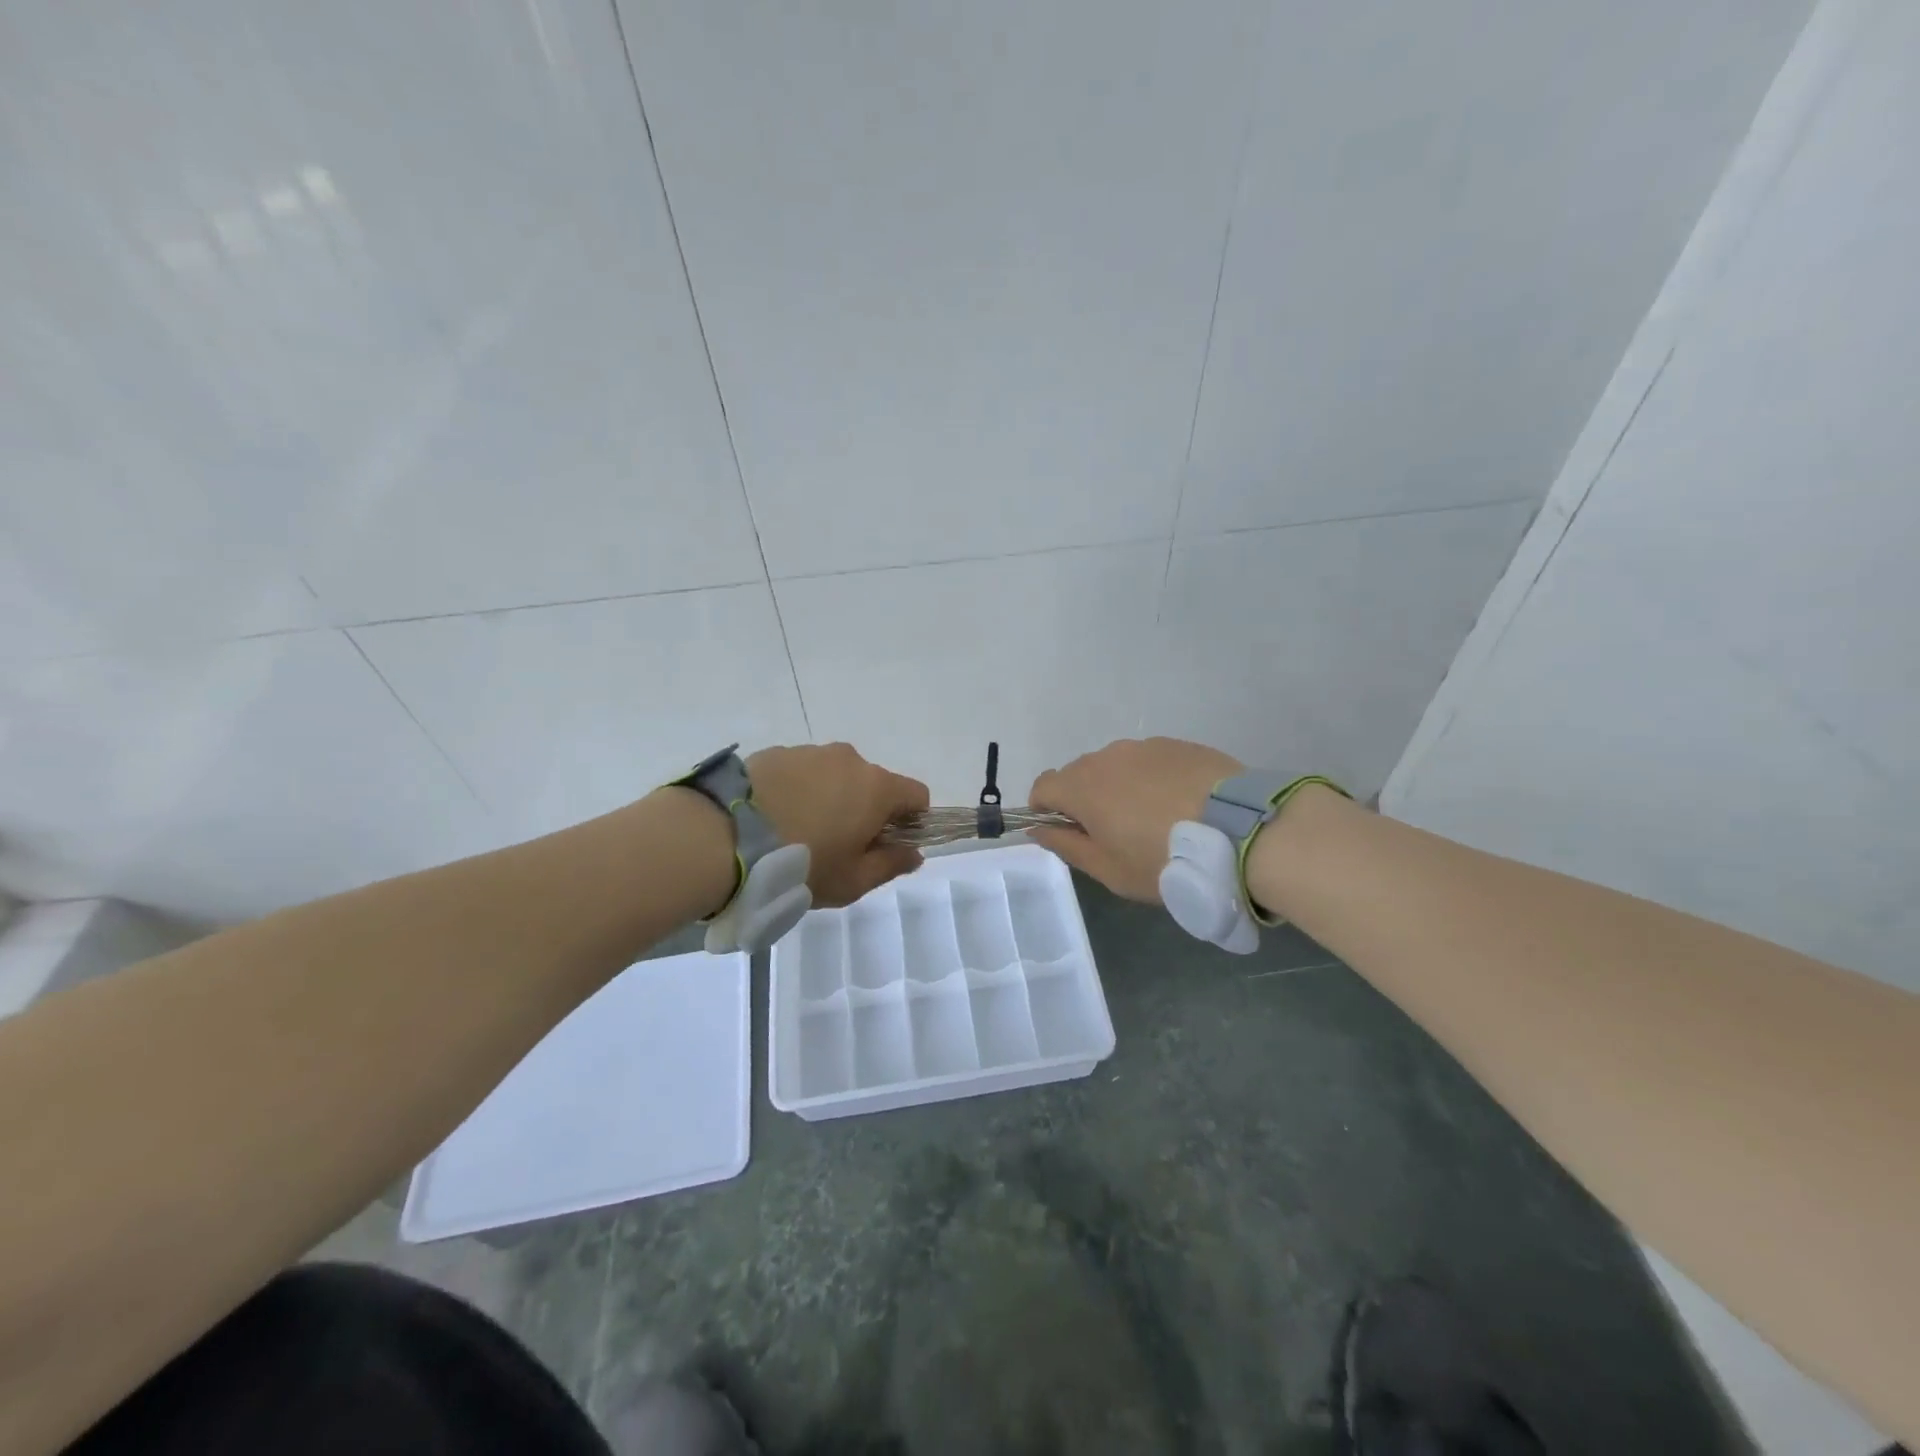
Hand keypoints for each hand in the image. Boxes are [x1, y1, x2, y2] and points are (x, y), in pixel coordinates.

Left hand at [747, 743, 929, 906]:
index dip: (910, 822)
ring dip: (830, 799)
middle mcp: (849, 760)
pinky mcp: (776, 753)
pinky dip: (798, 791)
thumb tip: (914, 854)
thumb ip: (891, 865)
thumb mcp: (852, 881)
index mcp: (877, 788)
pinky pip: (801, 772)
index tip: (886, 845)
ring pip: (836, 776)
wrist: (723, 837)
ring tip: (797, 832)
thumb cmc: (801, 865)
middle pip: (874, 784)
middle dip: (865, 811)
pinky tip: (772, 818)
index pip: (917, 795)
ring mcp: (810, 752)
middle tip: (837, 846)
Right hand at [1028, 737, 1243, 901]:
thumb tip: (1038, 829)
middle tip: (1116, 833)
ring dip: (1120, 787)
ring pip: (1116, 765)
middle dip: (1085, 799)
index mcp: (1082, 787)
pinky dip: (1152, 779)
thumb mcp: (1110, 869)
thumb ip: (1067, 846)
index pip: (1042, 786)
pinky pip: (1149, 761)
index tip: (1067, 832)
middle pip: (1079, 774)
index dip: (1045, 809)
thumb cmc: (1165, 859)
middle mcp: (1107, 757)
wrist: (1241, 830)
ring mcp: (1144, 747)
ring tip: (1154, 818)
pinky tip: (1181, 804)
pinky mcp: (1178, 745)